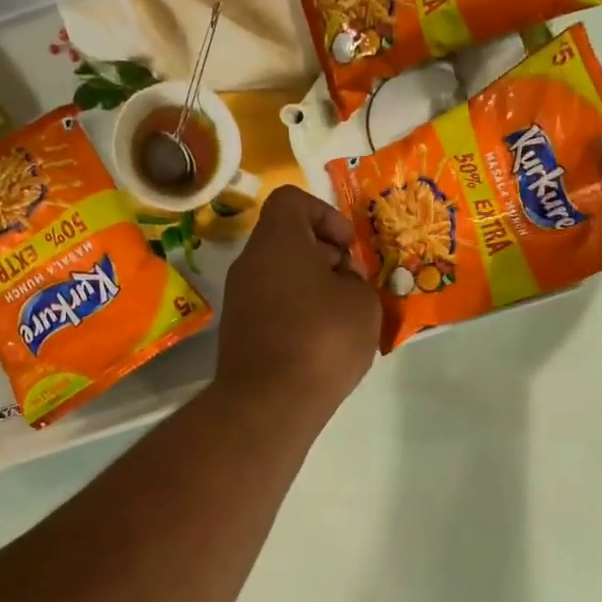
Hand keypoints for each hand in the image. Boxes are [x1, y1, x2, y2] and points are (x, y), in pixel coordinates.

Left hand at [214, 185, 380, 421]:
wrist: (269, 402)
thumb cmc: (322, 339)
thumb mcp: (363, 303)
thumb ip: (356, 280)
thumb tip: (339, 281)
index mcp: (277, 241)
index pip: (292, 200)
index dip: (325, 214)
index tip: (348, 246)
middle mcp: (249, 263)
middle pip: (287, 241)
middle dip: (324, 256)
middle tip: (352, 286)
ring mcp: (238, 299)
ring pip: (280, 277)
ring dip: (312, 288)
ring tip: (342, 319)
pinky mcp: (238, 333)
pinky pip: (272, 307)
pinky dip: (297, 315)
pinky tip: (320, 344)